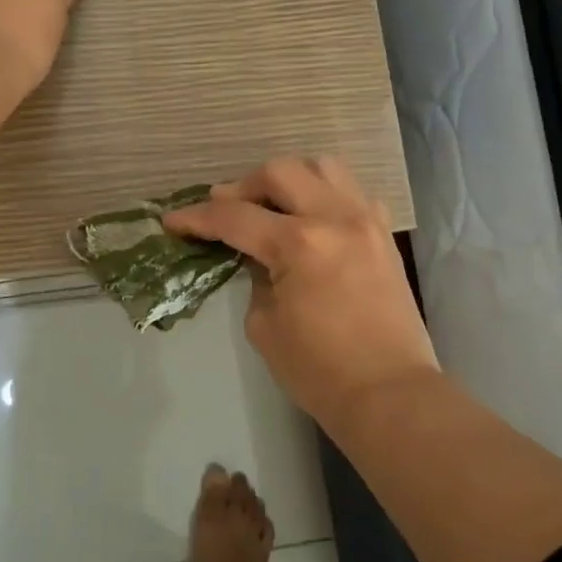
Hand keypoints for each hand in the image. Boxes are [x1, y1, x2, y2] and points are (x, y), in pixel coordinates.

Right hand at [165, 158, 439, 437]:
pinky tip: (312, 218)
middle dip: (241, 186)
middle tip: (224, 210)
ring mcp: (366, 221)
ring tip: (270, 204)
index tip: (173, 220)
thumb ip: (254, 278)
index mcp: (298, 244)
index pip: (234, 217)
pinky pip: (352, 192)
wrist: (389, 393)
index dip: (197, 218)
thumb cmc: (319, 371)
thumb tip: (255, 255)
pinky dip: (325, 195)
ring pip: (322, 167)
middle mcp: (334, 218)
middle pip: (279, 172)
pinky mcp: (383, 234)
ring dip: (288, 179)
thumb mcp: (264, 325)